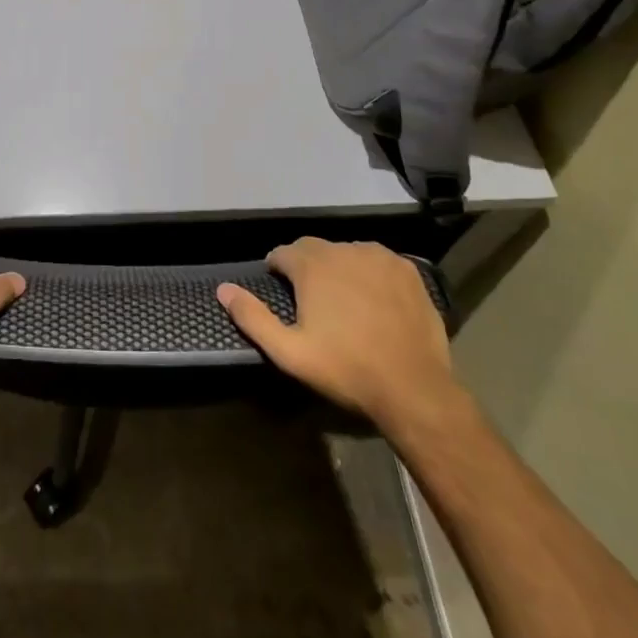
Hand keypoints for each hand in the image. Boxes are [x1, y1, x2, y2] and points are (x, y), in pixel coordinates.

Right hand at [217, 239, 457, 427]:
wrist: (414, 388)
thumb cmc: (346, 369)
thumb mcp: (290, 352)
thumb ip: (252, 317)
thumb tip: (222, 289)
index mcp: (312, 265)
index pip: (282, 253)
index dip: (278, 271)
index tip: (282, 293)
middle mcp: (343, 249)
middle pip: (314, 249)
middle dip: (307, 268)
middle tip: (312, 302)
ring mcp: (379, 257)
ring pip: (347, 253)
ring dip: (339, 269)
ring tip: (345, 302)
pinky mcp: (407, 269)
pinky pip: (378, 261)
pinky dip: (370, 274)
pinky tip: (375, 301)